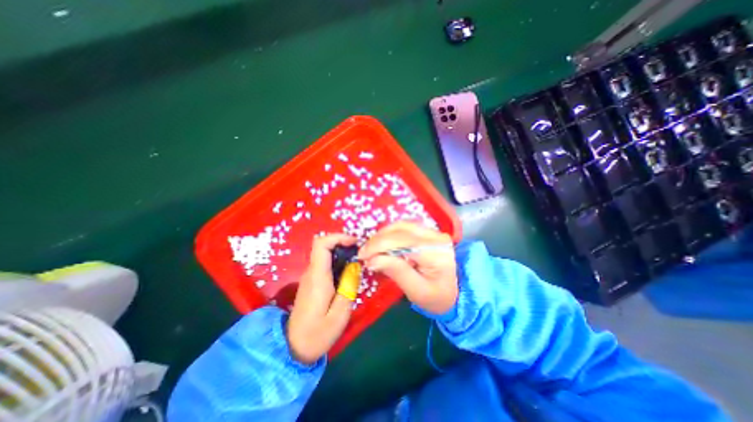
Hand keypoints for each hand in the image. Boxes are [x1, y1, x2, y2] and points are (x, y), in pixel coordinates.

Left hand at [288, 233, 358, 363]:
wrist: (293, 348)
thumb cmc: (318, 334)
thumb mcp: (340, 314)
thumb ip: (349, 286)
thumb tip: (355, 265)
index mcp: (317, 277)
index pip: (321, 244)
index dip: (338, 237)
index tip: (354, 242)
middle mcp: (311, 272)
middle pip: (324, 246)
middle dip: (343, 244)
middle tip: (361, 253)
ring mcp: (310, 276)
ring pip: (325, 254)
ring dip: (342, 253)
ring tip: (358, 263)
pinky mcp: (312, 282)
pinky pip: (325, 264)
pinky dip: (338, 262)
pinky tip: (348, 273)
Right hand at [358, 223, 458, 313]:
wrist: (456, 293)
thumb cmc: (437, 298)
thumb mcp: (417, 292)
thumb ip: (396, 272)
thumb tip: (372, 259)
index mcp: (436, 252)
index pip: (403, 241)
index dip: (379, 245)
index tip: (362, 256)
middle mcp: (436, 237)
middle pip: (401, 229)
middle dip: (378, 239)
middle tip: (364, 252)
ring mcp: (433, 232)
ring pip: (401, 225)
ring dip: (382, 235)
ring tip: (371, 249)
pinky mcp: (428, 232)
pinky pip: (404, 227)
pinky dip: (389, 234)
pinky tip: (382, 244)